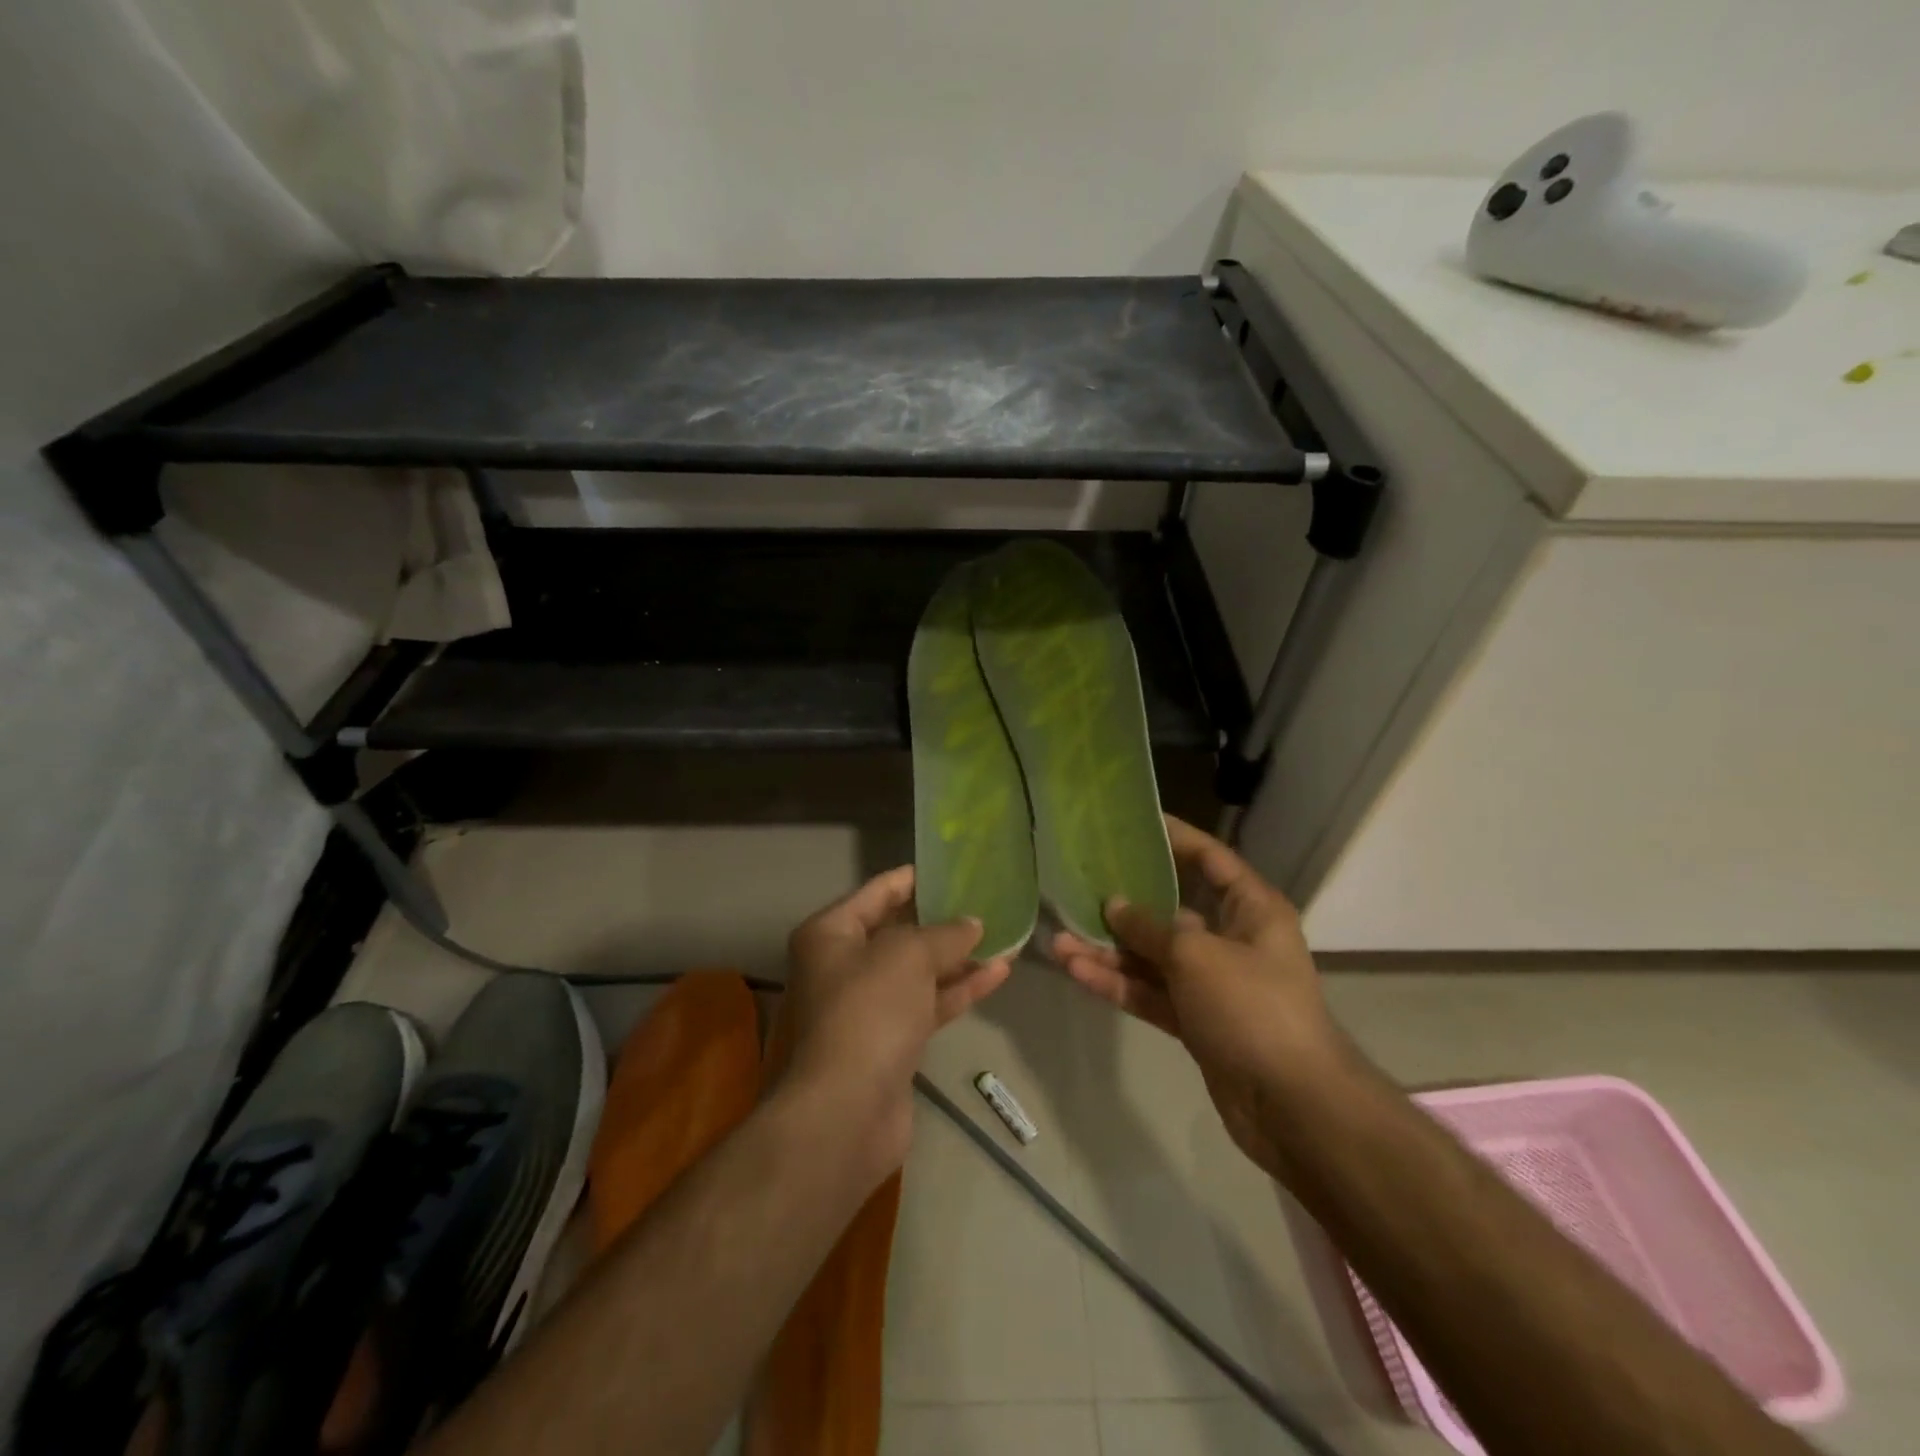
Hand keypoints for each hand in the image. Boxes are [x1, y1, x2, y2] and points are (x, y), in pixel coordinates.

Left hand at [782, 866, 1011, 1173]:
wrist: (845, 1113)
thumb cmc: (868, 1012)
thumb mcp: (909, 956)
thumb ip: (945, 934)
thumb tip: (972, 924)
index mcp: (831, 933)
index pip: (878, 892)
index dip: (916, 879)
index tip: (955, 869)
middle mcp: (843, 965)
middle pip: (900, 932)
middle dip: (944, 920)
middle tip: (988, 901)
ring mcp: (867, 1006)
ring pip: (919, 971)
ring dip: (959, 956)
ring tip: (1006, 936)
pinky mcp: (891, 1041)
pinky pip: (928, 1004)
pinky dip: (959, 989)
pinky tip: (999, 972)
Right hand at [1050, 816, 1344, 1182]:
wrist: (1292, 1105)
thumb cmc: (1252, 1007)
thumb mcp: (1196, 956)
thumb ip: (1150, 928)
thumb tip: (1115, 905)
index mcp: (1251, 910)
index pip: (1211, 860)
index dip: (1176, 838)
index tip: (1134, 823)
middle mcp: (1232, 940)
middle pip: (1171, 911)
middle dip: (1124, 906)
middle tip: (1078, 888)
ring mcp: (1212, 984)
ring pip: (1153, 958)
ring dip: (1109, 952)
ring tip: (1059, 942)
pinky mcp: (1195, 1021)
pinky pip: (1151, 993)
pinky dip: (1119, 985)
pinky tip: (1077, 973)